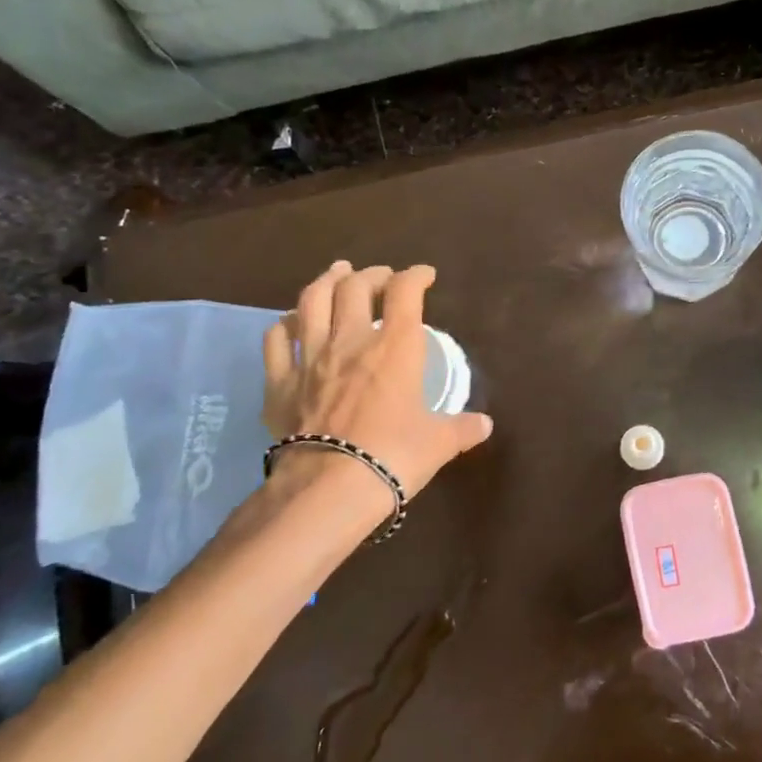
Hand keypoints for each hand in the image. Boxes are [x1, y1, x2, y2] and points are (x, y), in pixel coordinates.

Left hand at [261, 262, 493, 504]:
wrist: (329, 487)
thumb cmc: (394, 456)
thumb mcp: (439, 443)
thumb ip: (462, 428)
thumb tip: (485, 425)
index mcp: (395, 347)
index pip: (405, 292)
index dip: (416, 276)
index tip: (425, 276)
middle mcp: (350, 340)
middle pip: (355, 286)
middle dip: (372, 274)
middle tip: (382, 278)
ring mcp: (310, 357)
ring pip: (312, 300)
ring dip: (326, 281)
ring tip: (337, 274)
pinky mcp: (280, 381)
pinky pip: (276, 338)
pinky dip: (286, 322)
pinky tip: (292, 321)